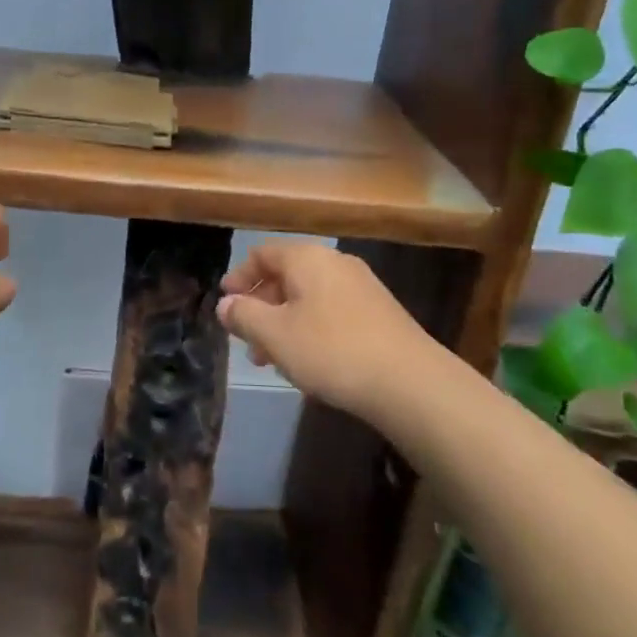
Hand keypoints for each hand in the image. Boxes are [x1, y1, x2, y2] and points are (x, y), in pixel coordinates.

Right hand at [217, 242, 429, 419]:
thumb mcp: (275, 335)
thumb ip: (244, 316)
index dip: (239, 277)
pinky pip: (333, 313)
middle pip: (287, 276)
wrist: (410, 382)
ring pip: (310, 298)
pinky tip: (311, 365)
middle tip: (247, 341)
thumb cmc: (331, 350)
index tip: (225, 303)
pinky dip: (312, 330)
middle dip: (262, 307)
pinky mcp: (381, 314)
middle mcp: (335, 262)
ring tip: (274, 361)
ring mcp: (362, 287)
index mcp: (307, 258)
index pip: (262, 254)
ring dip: (285, 323)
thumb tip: (225, 304)